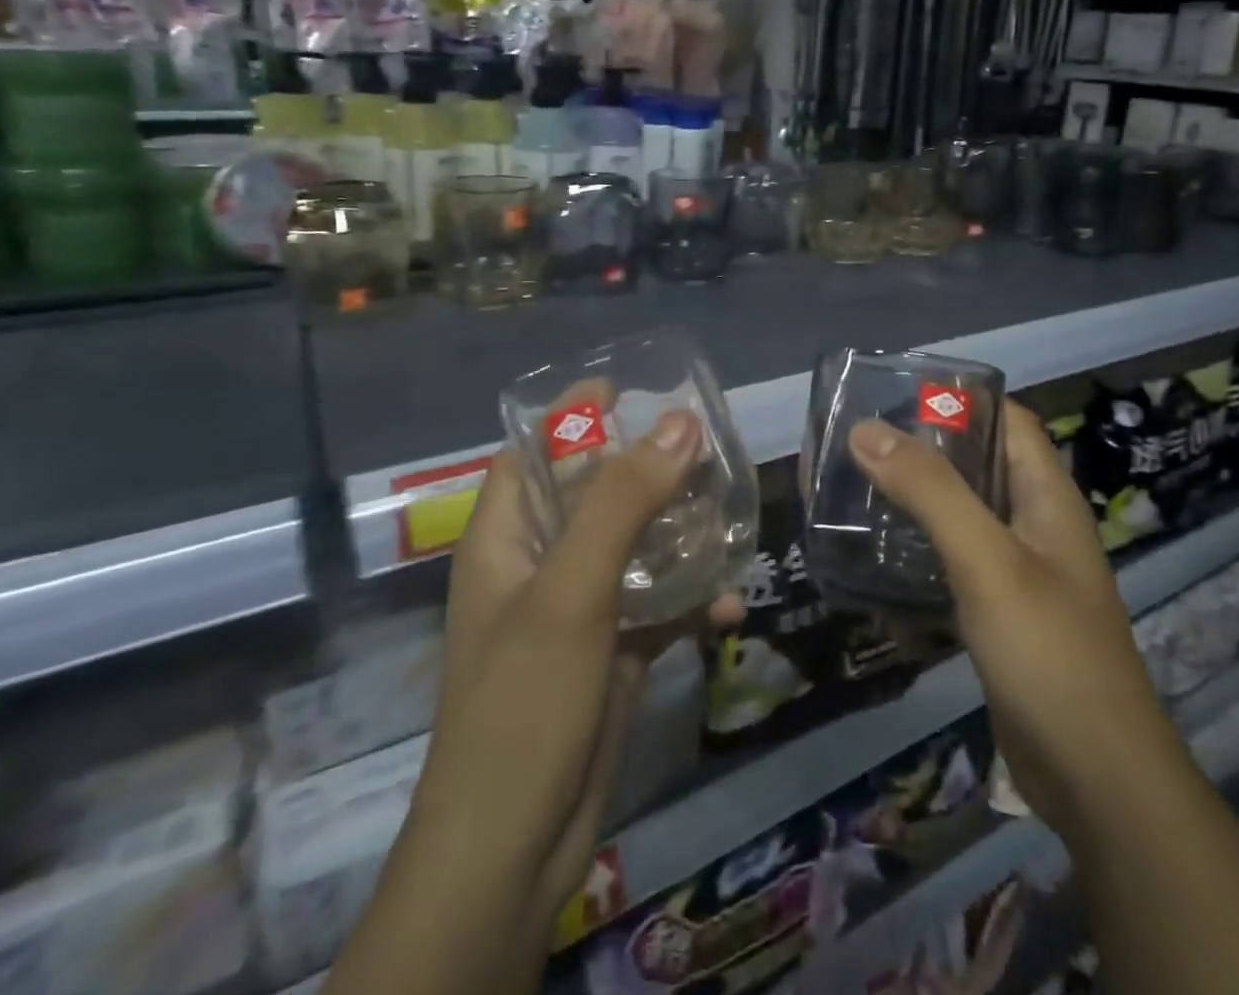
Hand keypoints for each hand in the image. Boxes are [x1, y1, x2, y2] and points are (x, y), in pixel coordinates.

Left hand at [423, 402, 740, 925]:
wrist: (515, 851)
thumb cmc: (523, 704)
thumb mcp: (571, 590)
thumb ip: (624, 502)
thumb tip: (681, 422)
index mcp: (505, 538)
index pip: (534, 452)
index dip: (575, 414)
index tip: (634, 386)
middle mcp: (539, 563)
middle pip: (597, 492)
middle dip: (651, 468)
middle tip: (709, 445)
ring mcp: (578, 608)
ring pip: (636, 545)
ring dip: (682, 532)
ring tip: (733, 513)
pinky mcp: (612, 649)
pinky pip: (657, 603)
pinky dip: (691, 598)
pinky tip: (729, 605)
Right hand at [845, 400, 1176, 840]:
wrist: (1096, 779)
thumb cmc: (1049, 653)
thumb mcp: (987, 561)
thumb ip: (930, 492)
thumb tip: (865, 429)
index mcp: (1046, 494)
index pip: (1006, 419)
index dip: (957, 397)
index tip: (893, 393)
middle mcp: (1034, 522)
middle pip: (976, 464)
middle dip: (920, 449)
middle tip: (856, 443)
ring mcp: (1018, 570)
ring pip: (960, 515)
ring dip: (913, 501)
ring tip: (853, 491)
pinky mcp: (1000, 612)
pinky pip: (953, 564)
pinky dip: (918, 553)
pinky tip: (875, 558)